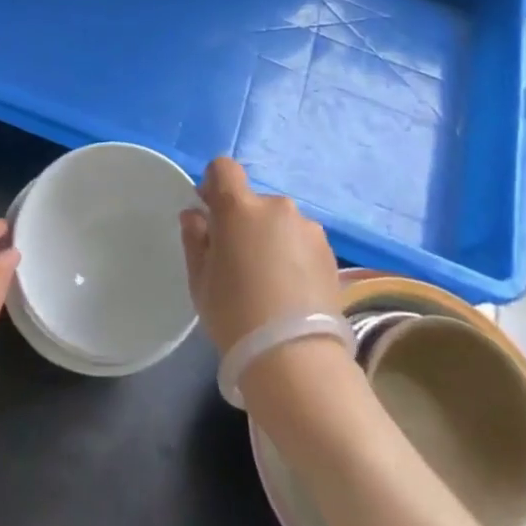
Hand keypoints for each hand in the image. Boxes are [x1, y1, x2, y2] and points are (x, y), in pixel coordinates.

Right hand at [178, 157, 340, 355]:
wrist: (294, 357)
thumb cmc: (234, 313)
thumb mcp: (200, 279)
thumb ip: (195, 239)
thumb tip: (196, 215)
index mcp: (239, 207)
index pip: (224, 168)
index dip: (213, 184)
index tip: (209, 211)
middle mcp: (277, 207)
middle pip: (253, 201)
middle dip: (243, 221)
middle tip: (237, 260)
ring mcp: (308, 228)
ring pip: (280, 222)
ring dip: (271, 238)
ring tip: (269, 280)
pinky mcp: (330, 252)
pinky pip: (301, 241)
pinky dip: (292, 255)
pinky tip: (290, 290)